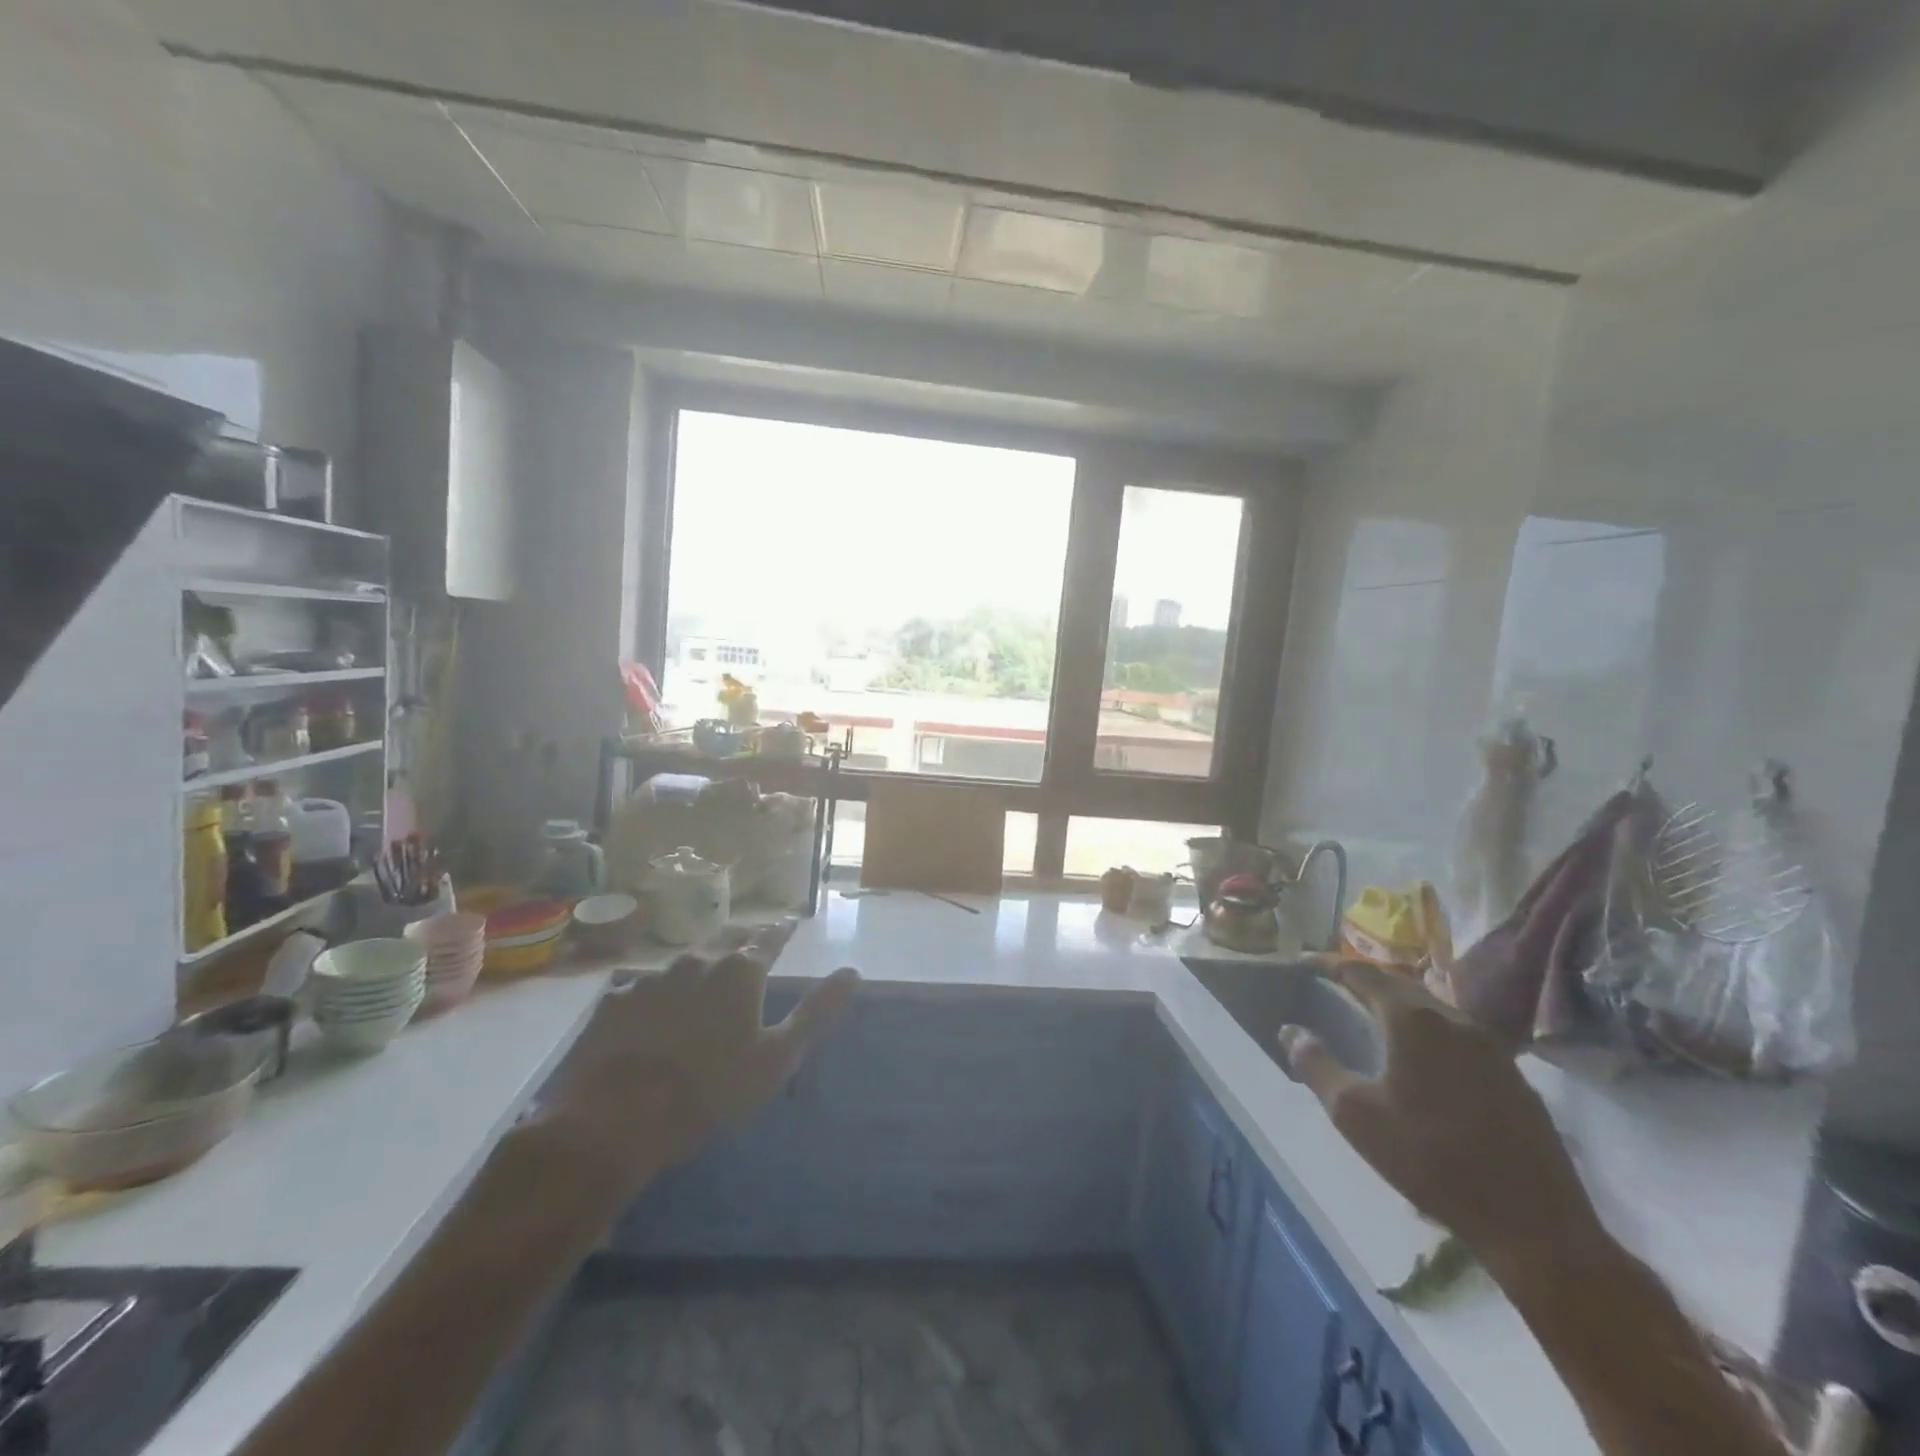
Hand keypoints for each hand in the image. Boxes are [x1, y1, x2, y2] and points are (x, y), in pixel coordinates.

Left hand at [534, 945, 859, 1197]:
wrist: (615, 1119)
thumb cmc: (710, 1089)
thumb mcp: (777, 1057)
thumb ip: (816, 1012)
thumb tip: (853, 972)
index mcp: (739, 971)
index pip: (769, 937)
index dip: (782, 930)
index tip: (791, 922)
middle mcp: (697, 962)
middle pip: (726, 937)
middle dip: (744, 936)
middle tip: (753, 940)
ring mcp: (650, 978)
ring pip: (686, 960)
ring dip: (703, 963)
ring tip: (708, 973)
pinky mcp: (614, 1002)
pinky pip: (646, 987)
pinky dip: (661, 992)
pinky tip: (657, 1011)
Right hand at [1280, 960, 1599, 1270]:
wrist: (1534, 1224)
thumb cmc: (1430, 1159)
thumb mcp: (1355, 1114)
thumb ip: (1316, 1065)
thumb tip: (1291, 1031)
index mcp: (1412, 1019)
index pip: (1362, 973)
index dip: (1330, 964)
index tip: (1305, 962)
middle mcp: (1454, 1019)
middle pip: (1400, 984)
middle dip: (1365, 981)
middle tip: (1336, 986)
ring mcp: (1492, 1047)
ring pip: (1433, 1010)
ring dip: (1399, 1006)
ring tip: (1374, 1018)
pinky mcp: (1514, 1077)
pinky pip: (1459, 1036)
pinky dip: (1429, 1033)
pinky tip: (1422, 1060)